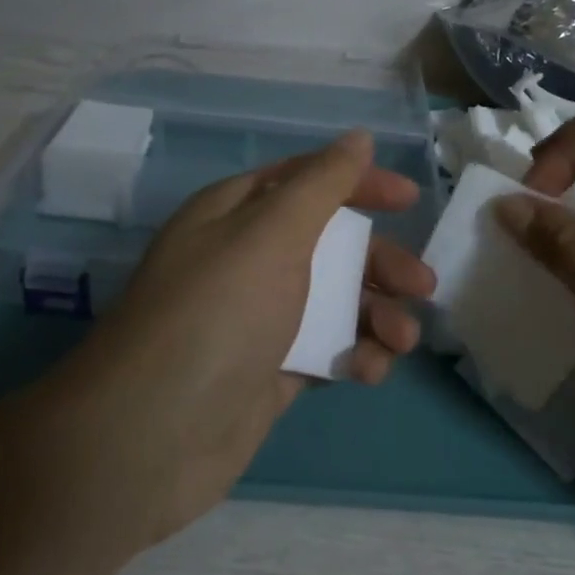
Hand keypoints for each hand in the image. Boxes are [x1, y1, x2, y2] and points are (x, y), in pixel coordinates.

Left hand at [51, 130, 433, 547]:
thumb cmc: (217, 313)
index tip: (409, 199)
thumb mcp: (270, 233)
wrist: (152, 436)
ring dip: (376, 314)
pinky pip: (324, 350)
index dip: (358, 182)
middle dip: (379, 260)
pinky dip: (353, 355)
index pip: (305, 181)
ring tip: (402, 339)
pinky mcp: (269, 371)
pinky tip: (369, 371)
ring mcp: (258, 319)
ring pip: (333, 301)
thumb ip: (321, 184)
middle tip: (421, 285)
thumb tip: (358, 138)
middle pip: (329, 244)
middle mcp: (246, 260)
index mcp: (236, 214)